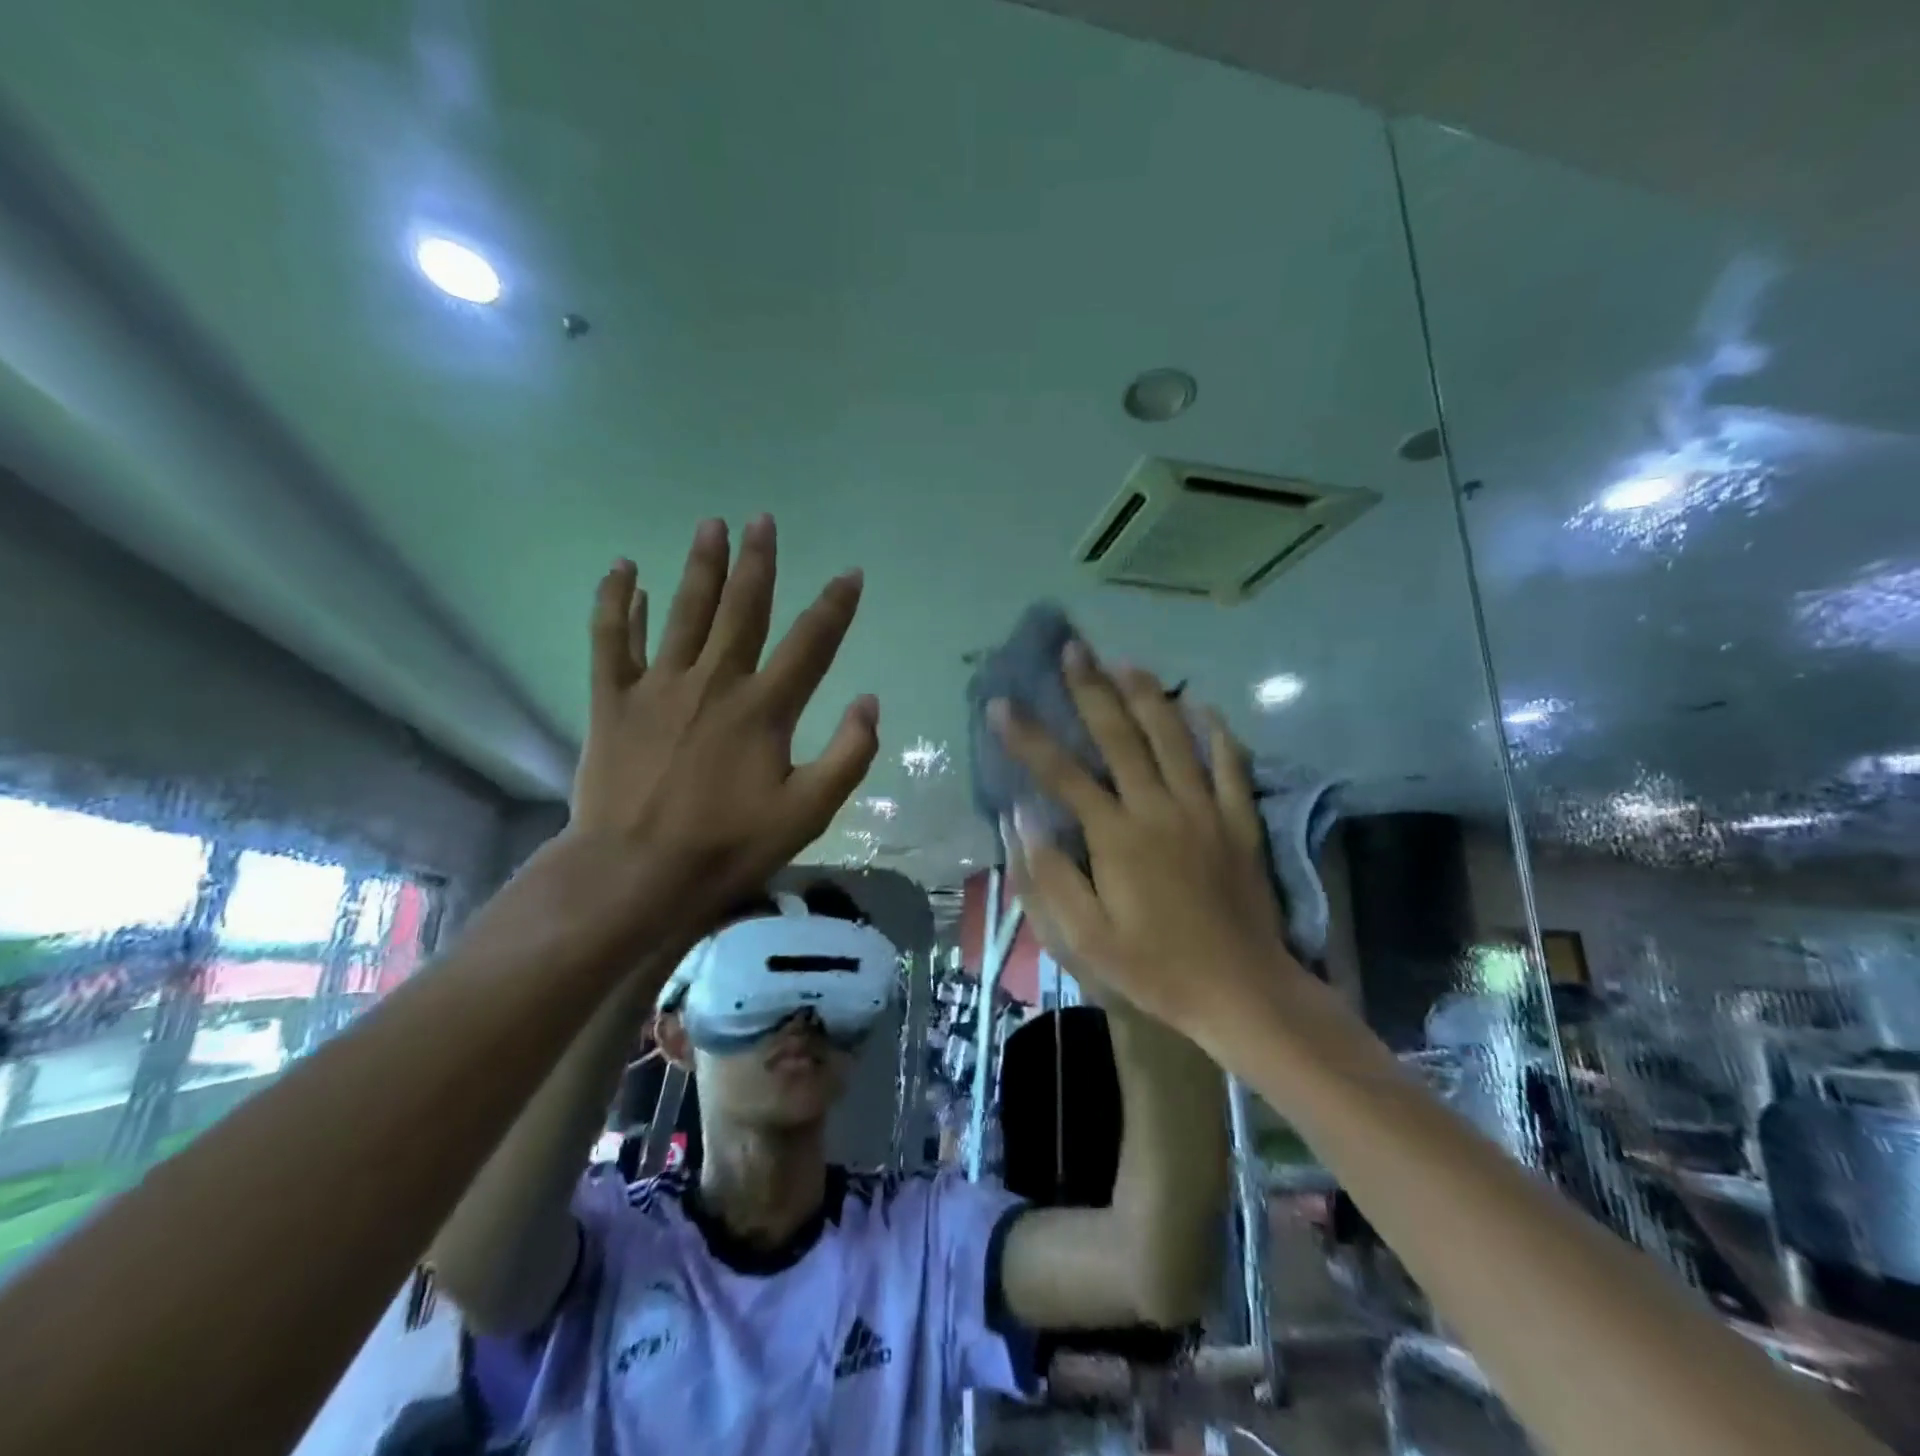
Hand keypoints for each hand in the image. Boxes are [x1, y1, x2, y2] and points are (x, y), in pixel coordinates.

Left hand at [567, 515, 877, 931]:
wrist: (635, 872)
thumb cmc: (728, 845)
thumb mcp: (808, 813)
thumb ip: (848, 756)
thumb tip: (869, 701)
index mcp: (764, 709)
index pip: (811, 644)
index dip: (835, 606)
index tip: (850, 573)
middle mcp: (714, 682)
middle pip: (743, 610)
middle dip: (757, 563)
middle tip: (761, 520)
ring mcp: (659, 686)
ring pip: (684, 611)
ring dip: (700, 566)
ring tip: (710, 525)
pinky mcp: (612, 699)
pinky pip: (611, 639)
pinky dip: (617, 603)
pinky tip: (624, 570)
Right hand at [990, 644, 1296, 1041]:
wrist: (1241, 992)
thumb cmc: (1154, 968)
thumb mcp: (1085, 938)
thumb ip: (1048, 875)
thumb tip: (1022, 817)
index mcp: (1117, 837)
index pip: (1062, 774)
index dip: (1027, 737)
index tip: (1000, 704)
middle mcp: (1159, 808)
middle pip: (1121, 736)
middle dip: (1091, 689)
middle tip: (1072, 649)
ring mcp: (1206, 811)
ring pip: (1174, 737)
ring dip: (1148, 695)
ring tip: (1125, 662)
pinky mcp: (1240, 822)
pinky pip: (1231, 765)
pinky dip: (1217, 732)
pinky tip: (1204, 705)